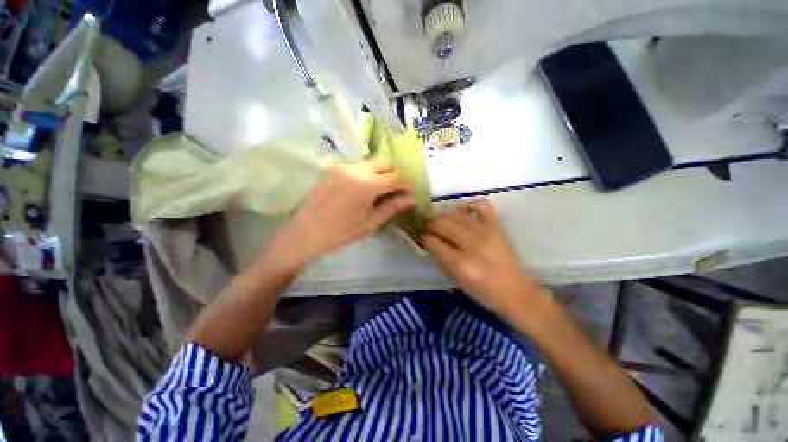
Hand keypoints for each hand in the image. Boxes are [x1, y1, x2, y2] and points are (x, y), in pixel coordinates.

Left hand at [263, 160, 414, 271]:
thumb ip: (393, 206)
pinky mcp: (334, 169)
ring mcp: (343, 167)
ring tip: (380, 192)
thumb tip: (412, 198)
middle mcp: (356, 169)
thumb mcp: (371, 222)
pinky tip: (364, 189)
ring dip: (380, 173)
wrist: (306, 233)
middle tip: (395, 192)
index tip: (409, 194)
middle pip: (383, 163)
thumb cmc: (341, 232)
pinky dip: (367, 174)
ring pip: (371, 163)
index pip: (395, 176)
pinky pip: (358, 166)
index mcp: (367, 184)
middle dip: (393, 175)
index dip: (405, 184)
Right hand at [421, 200, 542, 314]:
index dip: (424, 237)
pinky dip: (470, 205)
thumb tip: (430, 243)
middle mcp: (472, 244)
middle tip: (428, 227)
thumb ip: (441, 260)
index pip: (434, 242)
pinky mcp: (497, 227)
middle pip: (443, 224)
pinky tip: (463, 211)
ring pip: (456, 214)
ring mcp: (486, 232)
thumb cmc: (484, 292)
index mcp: (460, 263)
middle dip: (430, 224)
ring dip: (444, 215)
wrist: (516, 292)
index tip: (421, 236)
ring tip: (441, 220)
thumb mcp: (457, 281)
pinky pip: (482, 207)